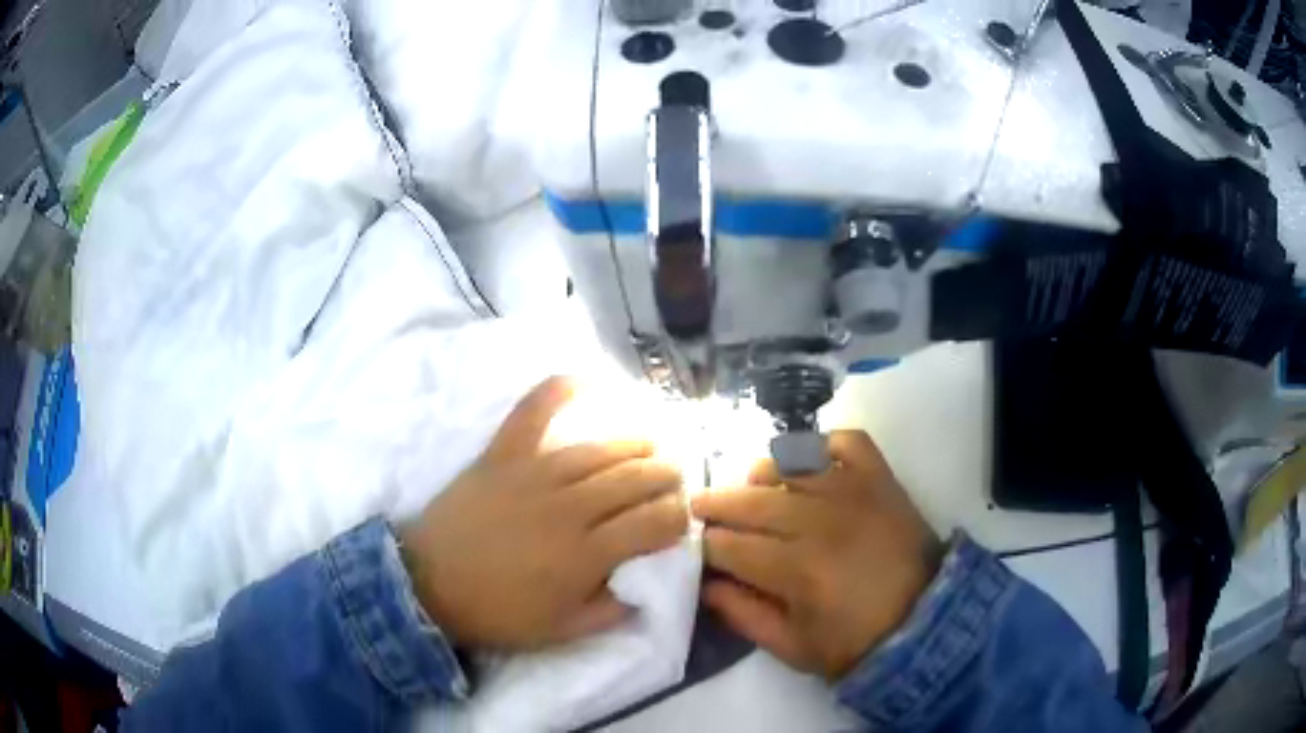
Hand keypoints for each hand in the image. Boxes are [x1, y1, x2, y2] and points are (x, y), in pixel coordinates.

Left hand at [399, 377, 688, 650]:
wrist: (428, 585)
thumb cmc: (497, 613)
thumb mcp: (562, 631)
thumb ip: (610, 610)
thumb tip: (644, 588)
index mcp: (587, 554)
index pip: (653, 523)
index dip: (676, 518)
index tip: (679, 521)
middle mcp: (570, 508)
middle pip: (635, 480)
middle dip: (666, 477)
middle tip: (674, 480)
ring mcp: (534, 475)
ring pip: (600, 451)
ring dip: (635, 445)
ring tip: (651, 446)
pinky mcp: (502, 456)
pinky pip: (532, 413)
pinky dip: (558, 390)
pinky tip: (585, 378)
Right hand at [691, 430, 941, 680]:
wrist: (925, 622)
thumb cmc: (854, 643)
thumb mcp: (791, 647)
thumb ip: (742, 615)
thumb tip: (705, 584)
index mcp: (795, 570)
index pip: (730, 546)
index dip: (706, 545)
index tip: (697, 547)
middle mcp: (820, 522)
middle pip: (752, 502)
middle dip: (717, 504)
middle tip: (700, 507)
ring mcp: (854, 493)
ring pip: (791, 465)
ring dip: (761, 474)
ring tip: (751, 486)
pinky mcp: (881, 479)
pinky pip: (847, 442)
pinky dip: (823, 443)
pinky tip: (808, 462)